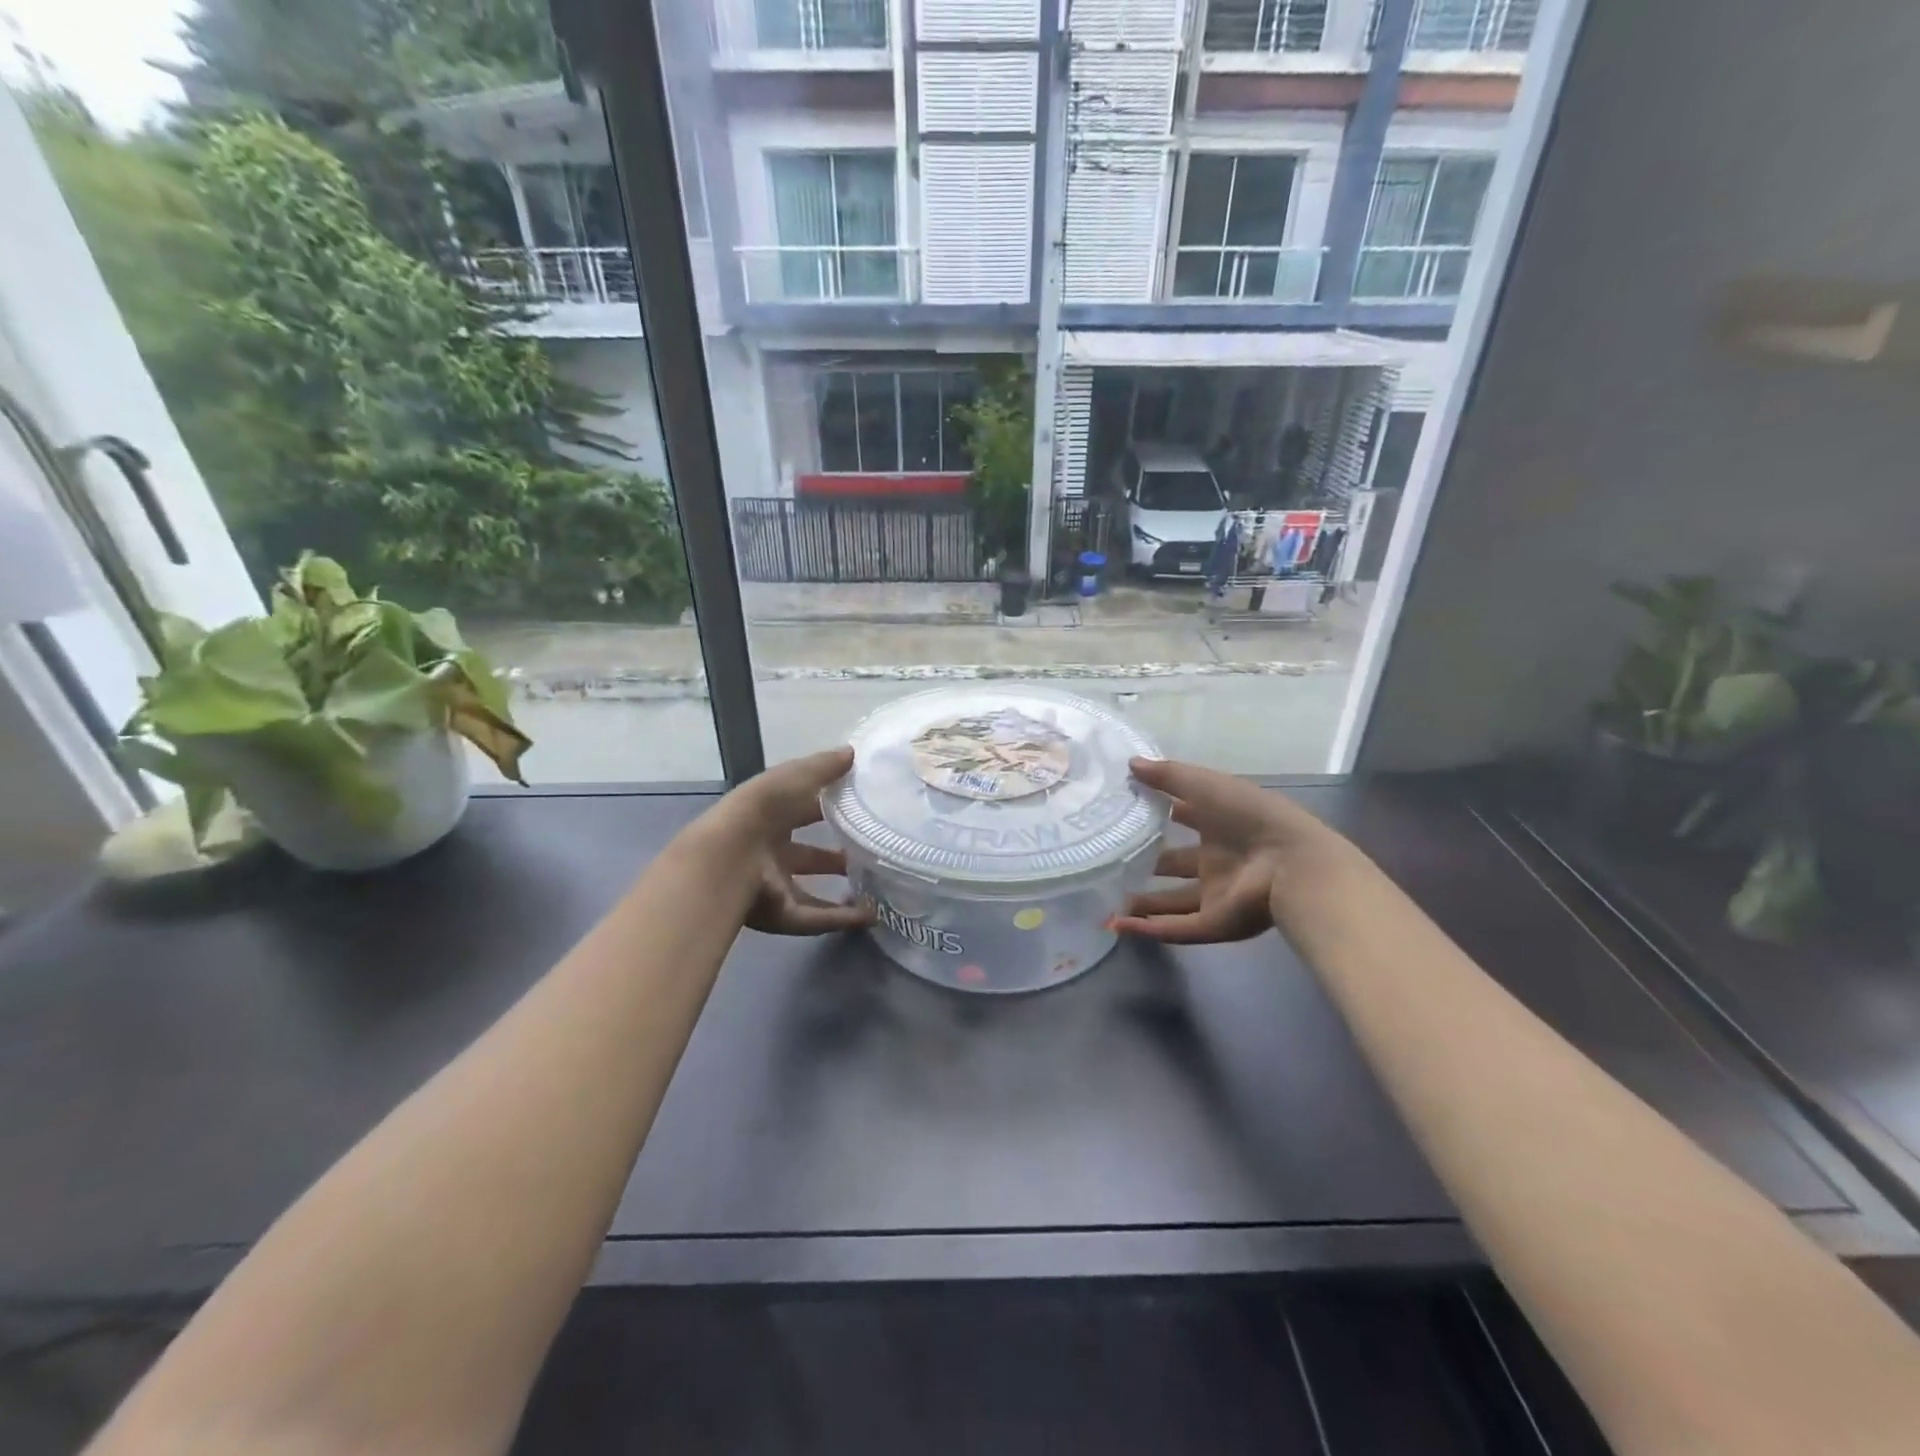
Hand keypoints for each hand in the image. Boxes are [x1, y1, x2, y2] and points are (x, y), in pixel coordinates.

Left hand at [710, 747, 875, 936]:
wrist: (730, 857)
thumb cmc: (762, 808)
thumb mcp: (796, 776)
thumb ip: (824, 766)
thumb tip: (853, 753)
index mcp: (770, 817)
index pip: (803, 811)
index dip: (828, 808)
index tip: (860, 808)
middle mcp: (770, 852)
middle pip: (807, 855)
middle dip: (836, 855)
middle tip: (869, 851)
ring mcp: (775, 886)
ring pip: (812, 890)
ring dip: (843, 891)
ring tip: (877, 888)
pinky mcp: (782, 915)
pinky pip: (817, 918)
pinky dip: (843, 919)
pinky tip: (870, 915)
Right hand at [1113, 757, 1355, 943]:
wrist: (1292, 865)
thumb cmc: (1250, 816)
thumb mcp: (1206, 785)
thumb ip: (1168, 776)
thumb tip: (1130, 763)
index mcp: (1221, 825)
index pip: (1184, 818)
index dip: (1157, 814)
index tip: (1123, 813)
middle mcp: (1218, 860)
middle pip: (1176, 865)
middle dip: (1147, 864)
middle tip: (1110, 862)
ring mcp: (1217, 894)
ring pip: (1172, 902)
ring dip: (1143, 904)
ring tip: (1107, 901)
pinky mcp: (1216, 923)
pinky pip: (1176, 928)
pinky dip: (1148, 928)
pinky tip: (1117, 925)